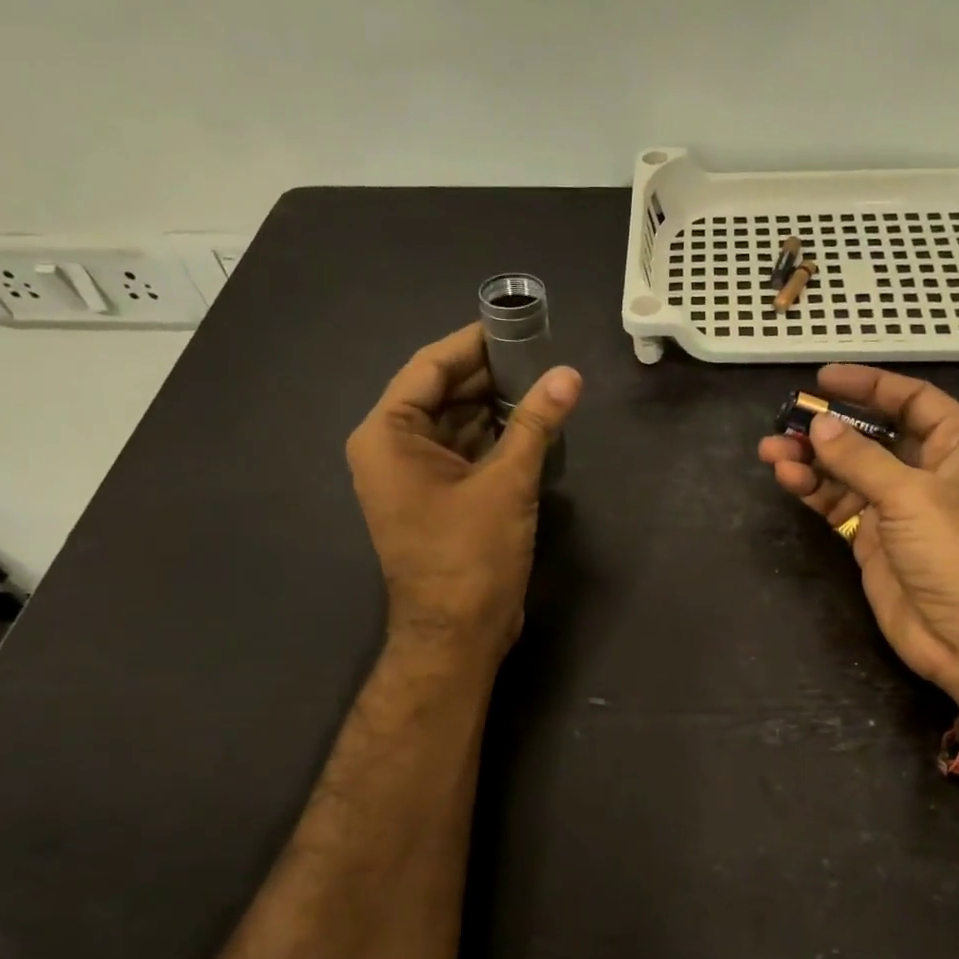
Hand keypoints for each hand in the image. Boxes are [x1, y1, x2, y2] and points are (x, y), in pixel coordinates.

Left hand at [347, 323, 580, 663]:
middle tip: (541, 355)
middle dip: (489, 375)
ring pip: (455, 424)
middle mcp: (391, 449)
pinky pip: (463, 453)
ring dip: (495, 407)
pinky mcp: (436, 499)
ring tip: (543, 386)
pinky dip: (493, 439)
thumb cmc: (470, 555)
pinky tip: (530, 426)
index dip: (473, 343)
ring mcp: (413, 476)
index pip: (429, 367)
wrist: (457, 634)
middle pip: (441, 394)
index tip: (516, 324)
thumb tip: (569, 375)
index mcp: (388, 435)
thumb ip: (535, 423)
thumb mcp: (507, 483)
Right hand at [757, 364, 958, 703]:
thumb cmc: (958, 553)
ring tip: (770, 451)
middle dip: (830, 427)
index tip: (823, 379)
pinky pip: (838, 502)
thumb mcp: (912, 496)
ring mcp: (898, 506)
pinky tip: (787, 478)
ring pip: (848, 470)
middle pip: (873, 434)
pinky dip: (813, 489)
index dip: (869, 385)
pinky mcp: (872, 538)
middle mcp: (929, 470)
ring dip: (811, 459)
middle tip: (785, 420)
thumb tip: (818, 425)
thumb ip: (861, 458)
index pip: (912, 400)